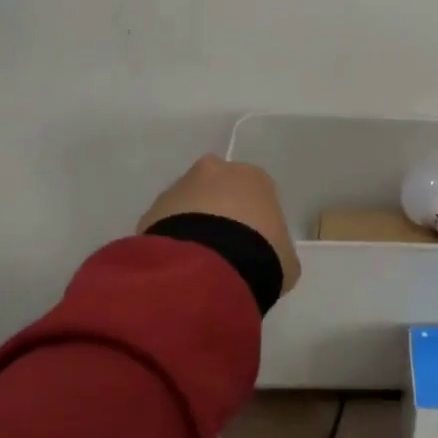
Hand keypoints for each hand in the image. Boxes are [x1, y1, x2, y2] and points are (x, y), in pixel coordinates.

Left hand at [138, 155, 301, 295]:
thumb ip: (277, 247)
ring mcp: (180, 187)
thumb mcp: (284, 256)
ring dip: (192, 224)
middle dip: (218, 211)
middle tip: (223, 247)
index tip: (253, 242)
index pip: (256, 191)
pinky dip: (172, 240)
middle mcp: (216, 171)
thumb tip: (268, 254)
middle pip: (218, 188)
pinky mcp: (152, 210)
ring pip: (188, 203)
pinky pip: (166, 224)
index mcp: (254, 177)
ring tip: (198, 261)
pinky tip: (180, 264)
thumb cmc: (260, 254)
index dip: (254, 217)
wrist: (209, 266)